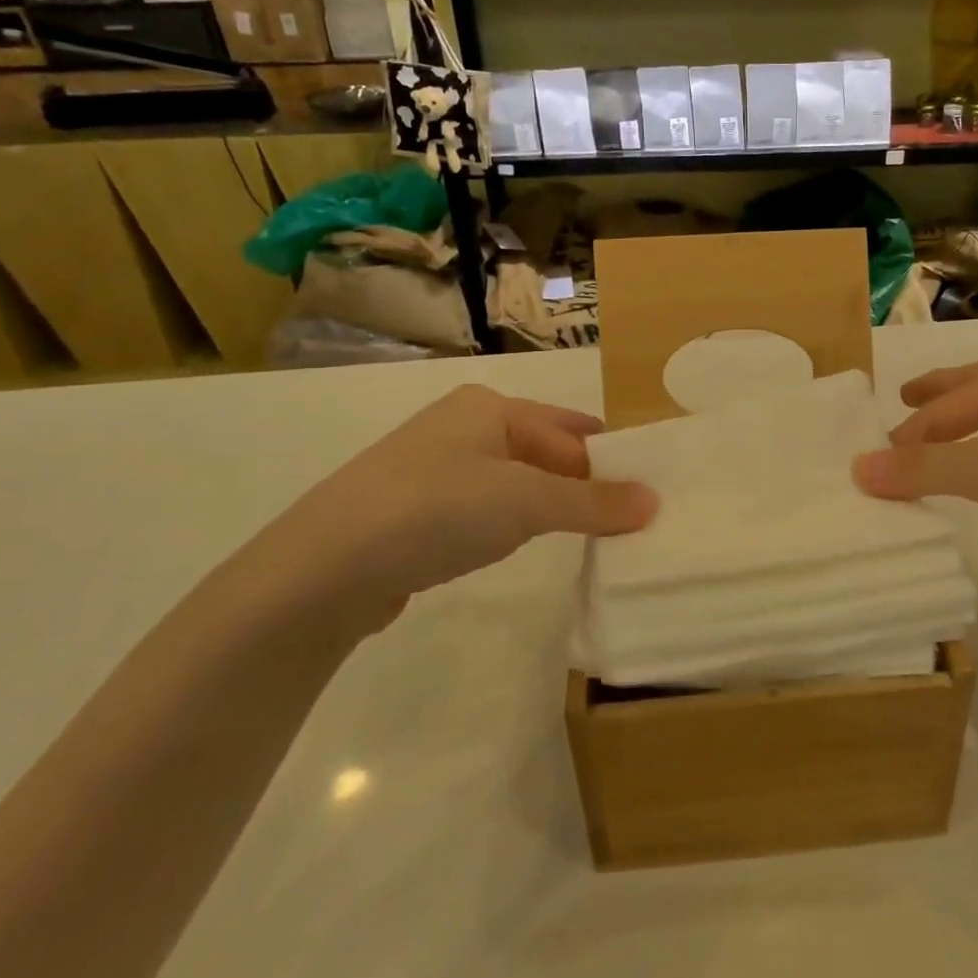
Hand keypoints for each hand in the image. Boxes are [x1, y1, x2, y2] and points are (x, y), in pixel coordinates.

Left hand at [239, 385, 656, 637]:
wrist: (323, 569)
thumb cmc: (437, 510)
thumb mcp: (526, 501)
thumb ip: (593, 501)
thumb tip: (654, 501)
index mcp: (488, 408)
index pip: (569, 430)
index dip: (609, 459)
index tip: (645, 490)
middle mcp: (460, 427)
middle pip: (541, 452)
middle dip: (581, 483)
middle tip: (626, 519)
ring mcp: (431, 469)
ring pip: (511, 482)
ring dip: (547, 505)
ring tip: (585, 535)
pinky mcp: (411, 511)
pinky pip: (481, 509)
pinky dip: (509, 524)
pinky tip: (517, 546)